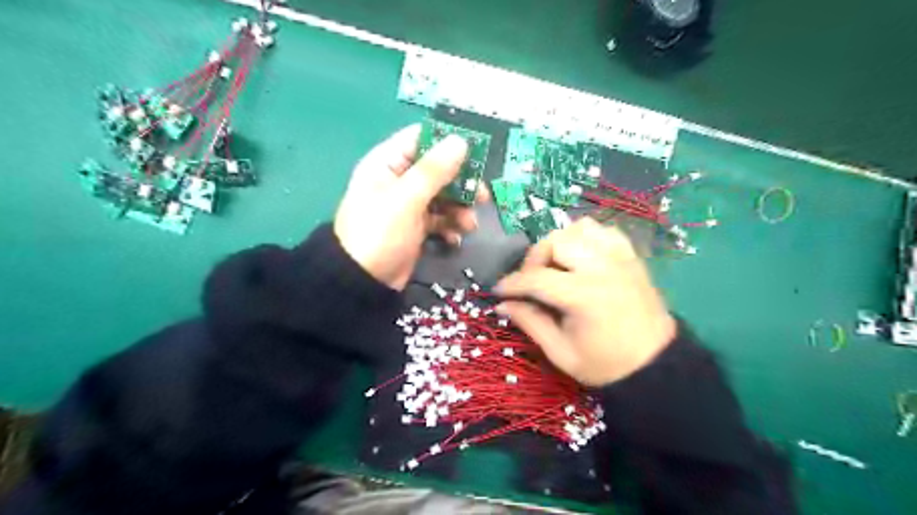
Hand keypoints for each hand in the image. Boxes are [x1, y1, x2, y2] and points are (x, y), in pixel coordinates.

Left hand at [336, 122, 486, 288]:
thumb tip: (460, 140)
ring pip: (444, 196)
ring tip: (469, 225)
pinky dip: (450, 227)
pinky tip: (454, 239)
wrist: (362, 282)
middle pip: (439, 170)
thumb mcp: (406, 199)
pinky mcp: (416, 227)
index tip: (477, 151)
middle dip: (462, 183)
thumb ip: (433, 170)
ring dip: (460, 209)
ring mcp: (409, 205)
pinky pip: (441, 219)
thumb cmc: (379, 233)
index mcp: (388, 163)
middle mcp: (399, 179)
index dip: (448, 142)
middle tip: (483, 196)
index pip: (421, 139)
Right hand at [495, 217, 670, 385]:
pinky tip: (581, 257)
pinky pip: (603, 231)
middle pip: (556, 241)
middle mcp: (602, 268)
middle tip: (531, 280)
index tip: (499, 291)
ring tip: (556, 266)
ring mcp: (619, 258)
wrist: (656, 365)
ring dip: (560, 243)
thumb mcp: (561, 353)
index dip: (512, 283)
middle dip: (534, 258)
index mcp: (584, 296)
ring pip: (580, 228)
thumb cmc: (605, 364)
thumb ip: (530, 323)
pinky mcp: (631, 257)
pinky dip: (586, 238)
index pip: (536, 278)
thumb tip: (502, 305)